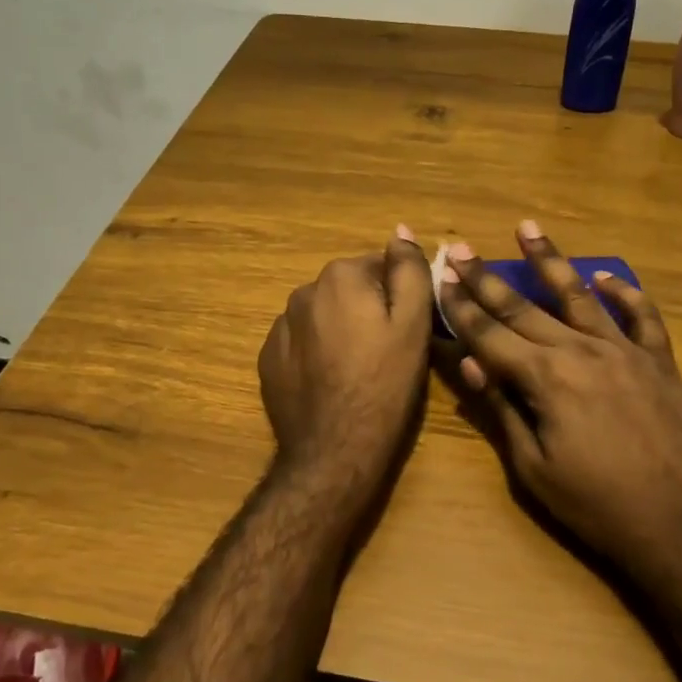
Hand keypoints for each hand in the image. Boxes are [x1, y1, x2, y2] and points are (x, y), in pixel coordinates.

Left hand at [258, 226, 433, 495]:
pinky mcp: (268, 360)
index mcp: (340, 277)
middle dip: (368, 310)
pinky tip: (331, 383)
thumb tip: (401, 231)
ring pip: (324, 316)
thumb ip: (409, 270)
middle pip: (350, 290)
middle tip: (388, 353)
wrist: (334, 451)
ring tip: (359, 371)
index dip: (400, 296)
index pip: (380, 267)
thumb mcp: (413, 324)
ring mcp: (280, 327)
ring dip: (342, 330)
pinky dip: (317, 353)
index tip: (410, 329)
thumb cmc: (384, 385)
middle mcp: (303, 291)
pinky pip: (302, 343)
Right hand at [437, 221, 681, 593]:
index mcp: (546, 379)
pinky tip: (605, 276)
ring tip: (528, 228)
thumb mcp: (534, 469)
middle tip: (461, 247)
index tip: (439, 276)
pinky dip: (624, 292)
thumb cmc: (598, 505)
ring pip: (579, 296)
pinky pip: (641, 316)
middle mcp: (581, 351)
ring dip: (550, 261)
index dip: (461, 306)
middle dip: (487, 278)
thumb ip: (502, 410)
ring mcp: (625, 350)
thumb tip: (469, 364)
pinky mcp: (658, 360)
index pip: (490, 334)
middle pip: (524, 307)